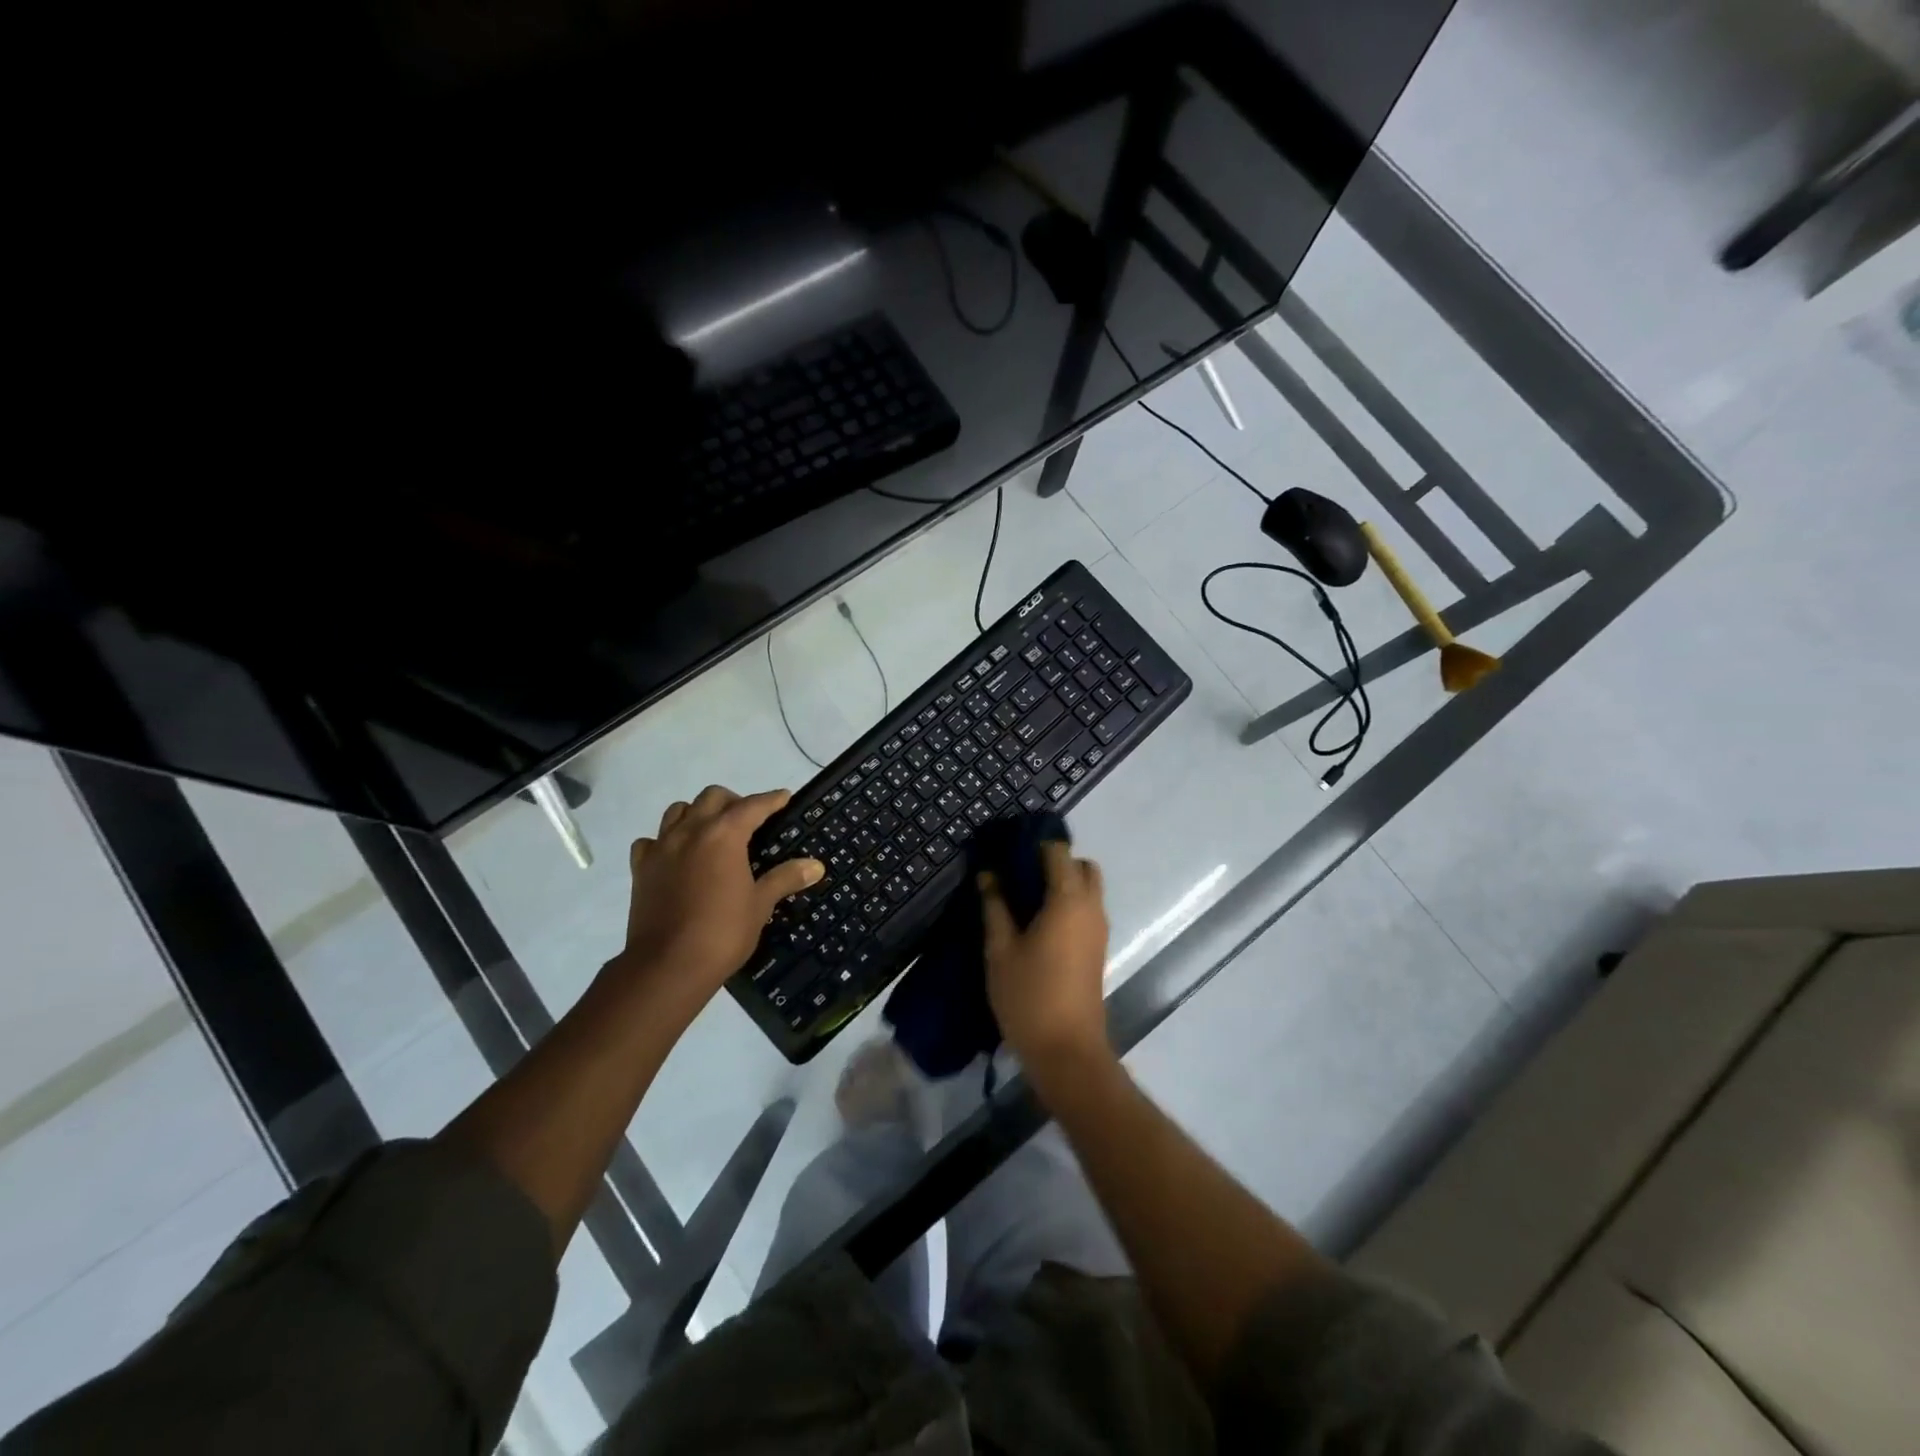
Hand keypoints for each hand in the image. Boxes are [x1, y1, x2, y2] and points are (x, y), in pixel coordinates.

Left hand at [613, 786, 820, 1013]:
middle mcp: (690, 831)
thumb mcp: (760, 904)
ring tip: (711, 834)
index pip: (752, 805)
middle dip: (733, 802)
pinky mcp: (640, 868)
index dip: (771, 800)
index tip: (783, 797)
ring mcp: (661, 848)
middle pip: (712, 797)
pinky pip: (651, 841)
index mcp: (724, 835)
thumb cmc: (722, 932)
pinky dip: (665, 841)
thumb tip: (815, 866)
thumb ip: (785, 878)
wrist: (667, 966)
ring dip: (697, 814)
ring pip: (678, 811)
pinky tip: (676, 857)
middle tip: (748, 822)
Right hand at [980, 841, 1111, 1071]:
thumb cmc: (1029, 996)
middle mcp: (1091, 907)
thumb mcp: (1000, 950)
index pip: (1058, 851)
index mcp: (1068, 900)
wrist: (1067, 1051)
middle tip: (1018, 875)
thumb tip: (988, 874)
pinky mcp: (1097, 948)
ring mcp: (1099, 929)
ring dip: (1062, 883)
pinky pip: (1086, 910)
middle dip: (1054, 862)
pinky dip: (1067, 903)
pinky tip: (1036, 922)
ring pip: (1087, 889)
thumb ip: (995, 907)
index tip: (1007, 849)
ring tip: (1023, 898)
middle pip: (1082, 866)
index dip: (1034, 844)